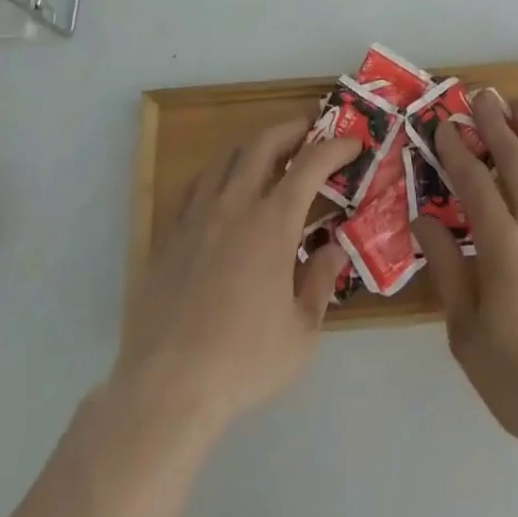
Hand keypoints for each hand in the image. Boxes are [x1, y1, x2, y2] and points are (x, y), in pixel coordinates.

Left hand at [115, 120, 360, 431]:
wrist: (166, 387)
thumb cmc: (243, 361)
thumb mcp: (301, 334)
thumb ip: (320, 283)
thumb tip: (333, 250)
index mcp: (273, 222)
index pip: (311, 164)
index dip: (335, 147)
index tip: (352, 144)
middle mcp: (235, 204)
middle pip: (264, 143)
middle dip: (292, 129)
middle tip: (310, 130)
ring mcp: (197, 215)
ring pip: (227, 157)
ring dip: (254, 146)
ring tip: (269, 154)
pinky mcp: (169, 234)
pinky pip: (197, 185)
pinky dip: (219, 174)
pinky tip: (224, 191)